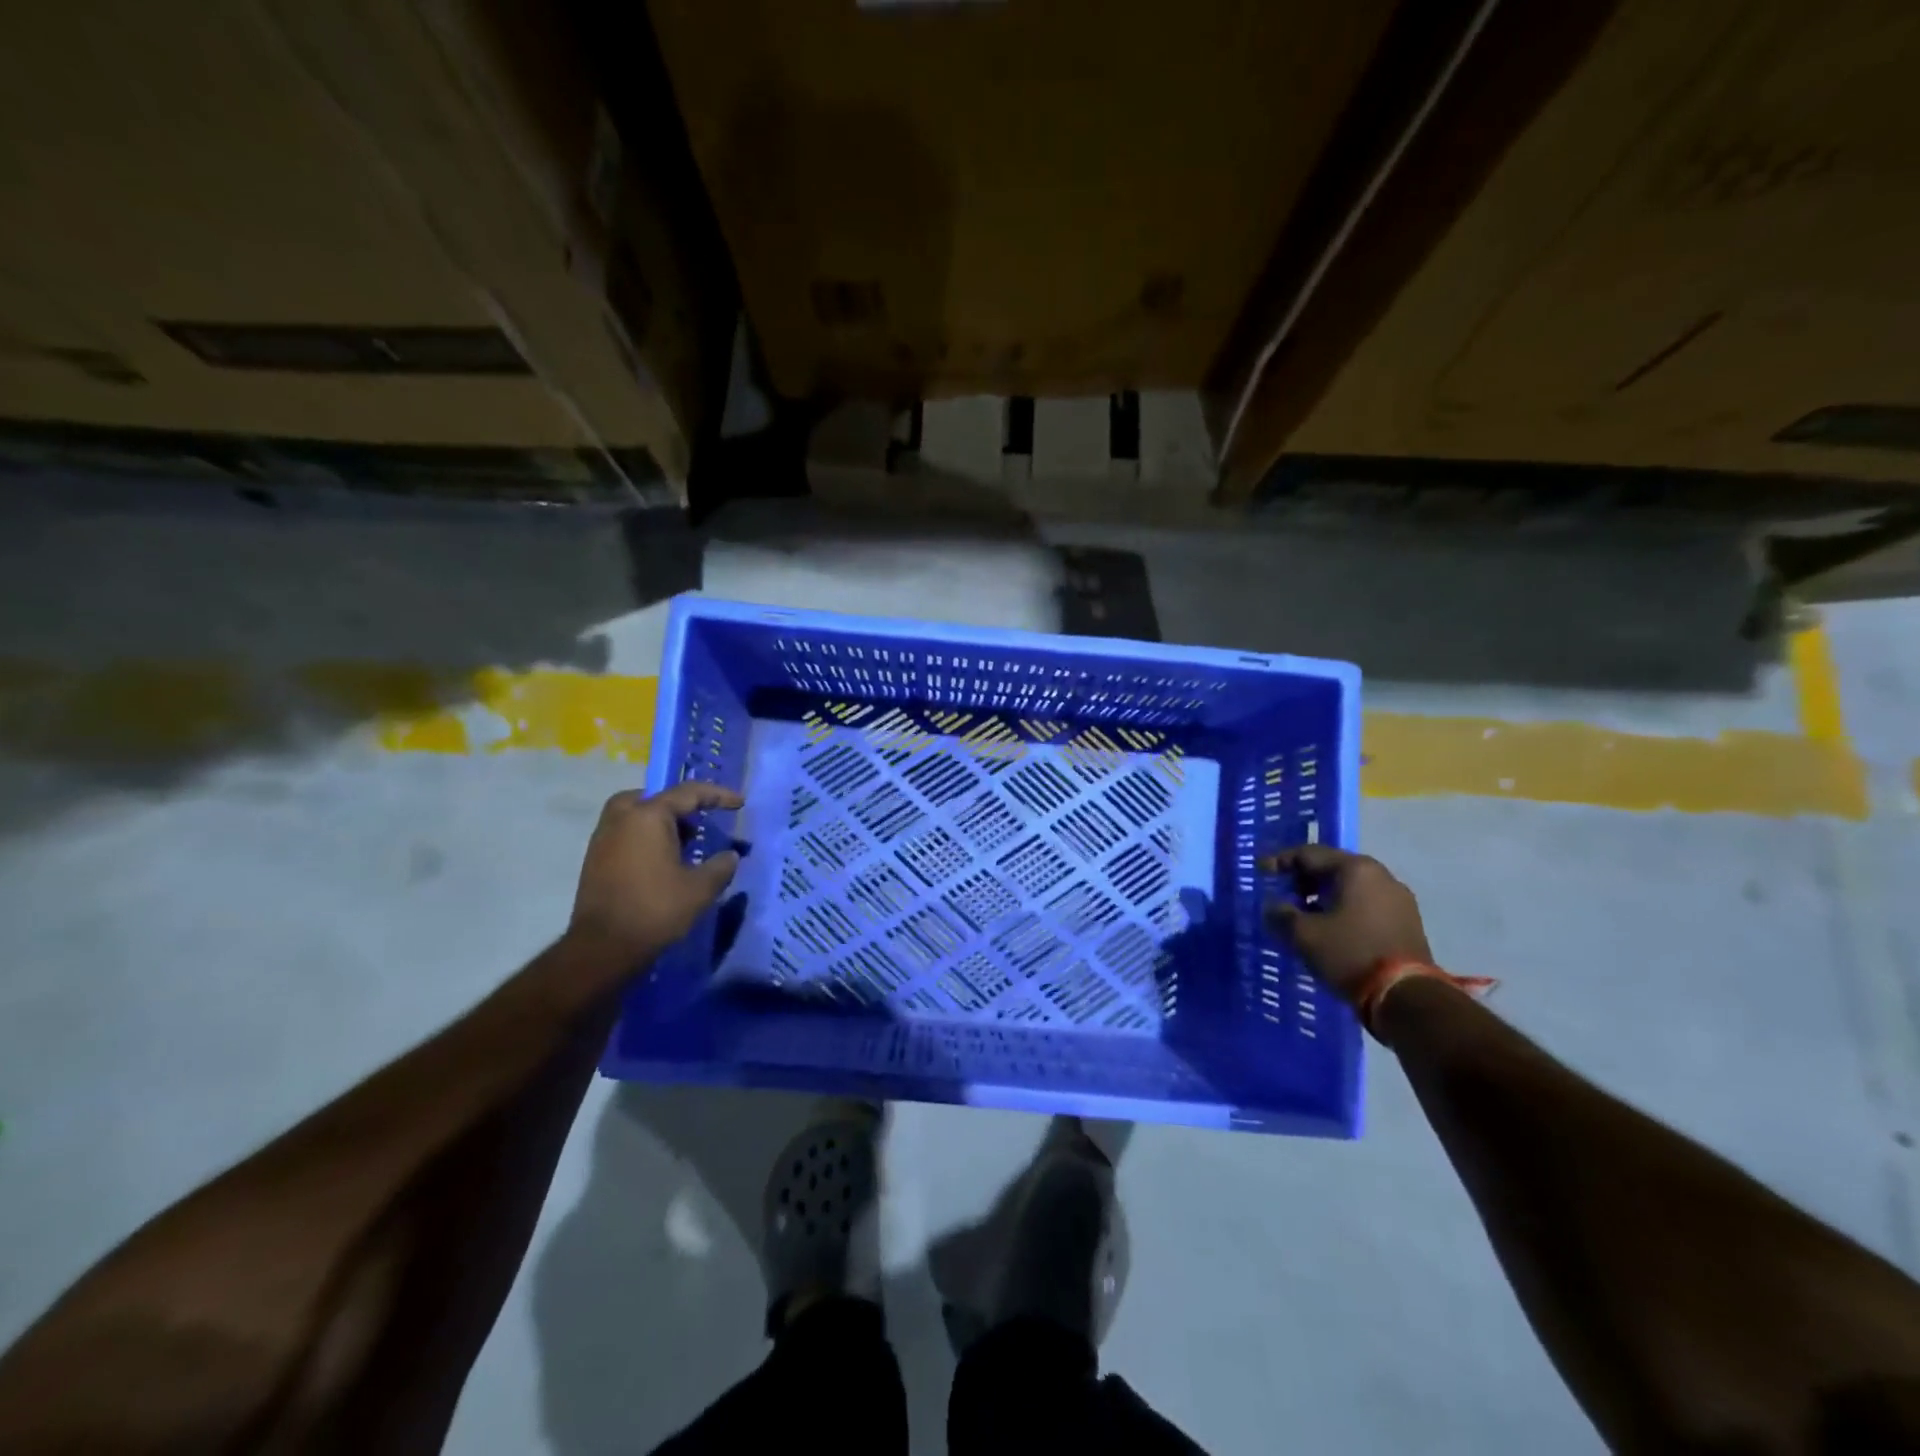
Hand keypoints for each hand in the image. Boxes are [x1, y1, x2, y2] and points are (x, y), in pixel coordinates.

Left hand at [568, 783, 744, 961]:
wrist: (602, 948)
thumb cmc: (655, 910)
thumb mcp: (701, 889)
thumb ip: (721, 866)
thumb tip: (730, 856)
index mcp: (648, 816)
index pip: (689, 793)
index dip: (718, 795)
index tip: (739, 803)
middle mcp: (622, 818)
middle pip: (656, 798)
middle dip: (681, 807)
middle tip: (700, 824)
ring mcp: (603, 838)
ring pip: (636, 816)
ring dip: (661, 824)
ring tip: (684, 846)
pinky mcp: (594, 860)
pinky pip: (625, 834)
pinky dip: (645, 838)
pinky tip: (661, 863)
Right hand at [1263, 846, 1431, 1003]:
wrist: (1406, 997)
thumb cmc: (1350, 954)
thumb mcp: (1304, 935)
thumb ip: (1281, 915)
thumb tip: (1273, 907)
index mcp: (1356, 869)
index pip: (1309, 854)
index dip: (1280, 861)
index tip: (1261, 872)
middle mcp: (1381, 876)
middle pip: (1333, 868)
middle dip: (1304, 880)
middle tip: (1282, 893)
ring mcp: (1399, 899)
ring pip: (1351, 888)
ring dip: (1324, 897)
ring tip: (1304, 915)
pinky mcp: (1407, 922)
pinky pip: (1366, 905)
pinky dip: (1344, 910)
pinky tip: (1331, 929)